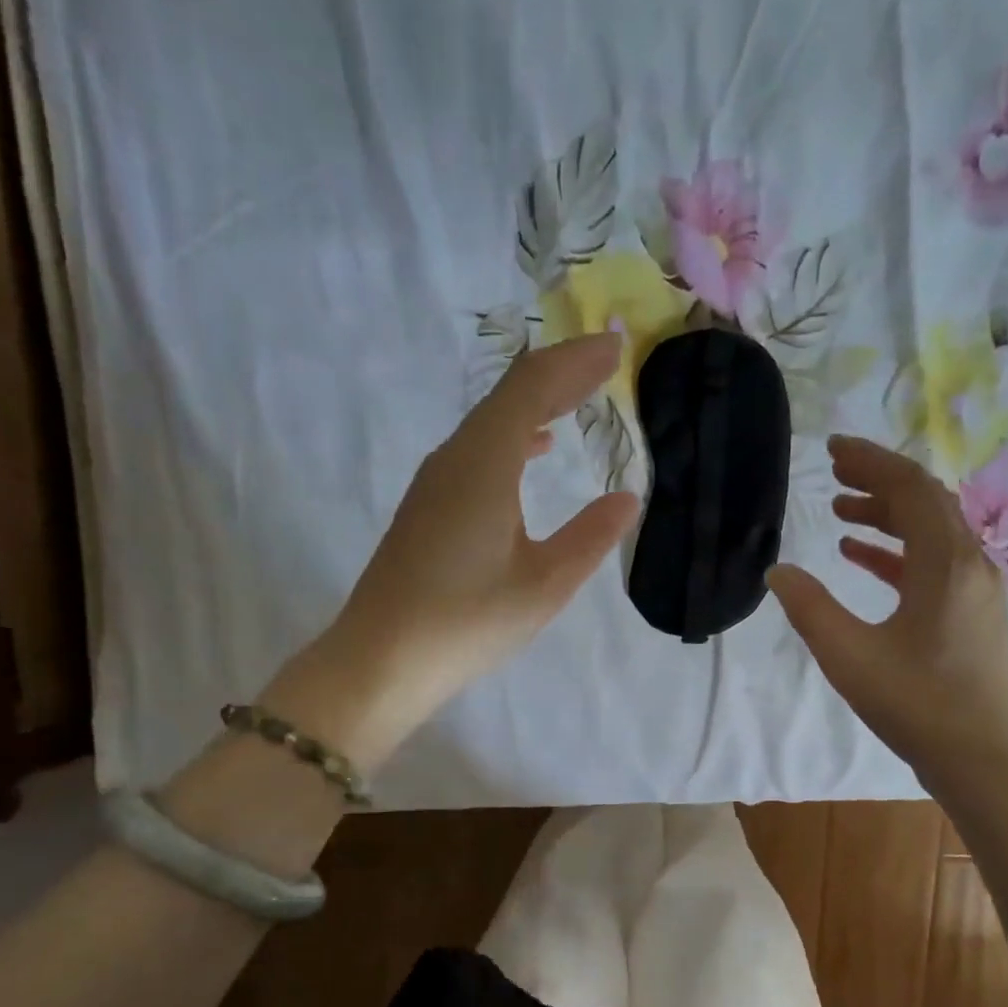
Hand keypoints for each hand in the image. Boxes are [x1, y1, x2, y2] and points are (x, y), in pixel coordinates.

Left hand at [266, 334, 638, 769]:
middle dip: (560, 374)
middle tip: (606, 361)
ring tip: (579, 396)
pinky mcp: (428, 506)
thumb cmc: (467, 622)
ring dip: (537, 402)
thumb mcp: (544, 585)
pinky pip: (478, 449)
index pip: (532, 390)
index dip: (575, 363)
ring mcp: (436, 481)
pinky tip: (534, 450)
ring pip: (492, 421)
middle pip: (510, 396)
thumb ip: (589, 537)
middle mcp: (456, 459)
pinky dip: (515, 435)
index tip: (616, 347)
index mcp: (484, 465)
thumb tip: (625, 498)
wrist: (382, 660)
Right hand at [766, 436, 1007, 786]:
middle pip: (925, 502)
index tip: (833, 449)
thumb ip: (810, 609)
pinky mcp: (973, 616)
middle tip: (833, 472)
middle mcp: (970, 564)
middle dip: (879, 481)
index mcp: (946, 562)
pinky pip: (935, 566)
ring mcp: (977, 590)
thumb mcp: (850, 656)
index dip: (871, 461)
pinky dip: (898, 554)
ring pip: (931, 534)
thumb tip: (779, 572)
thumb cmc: (918, 705)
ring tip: (842, 513)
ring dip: (888, 517)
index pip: (910, 488)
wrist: (985, 760)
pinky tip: (863, 559)